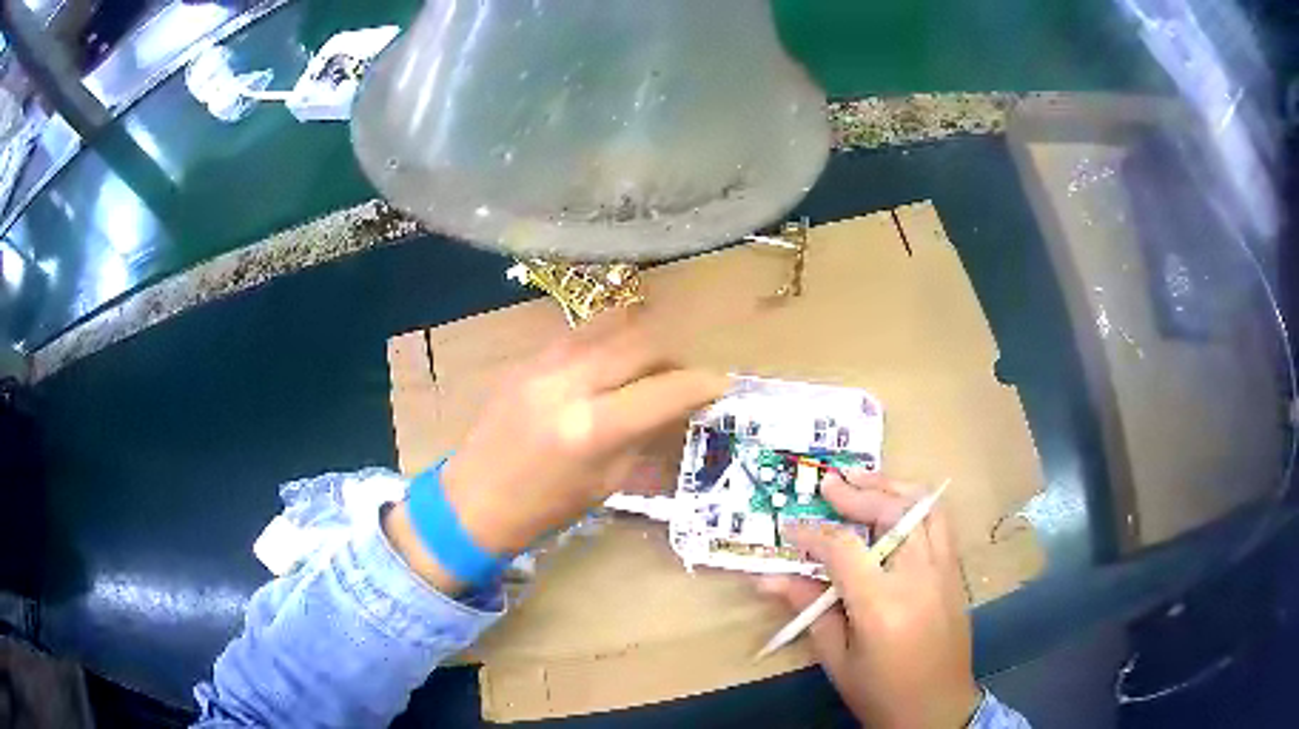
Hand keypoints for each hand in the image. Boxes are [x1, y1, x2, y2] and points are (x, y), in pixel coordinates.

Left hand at [439, 309, 727, 553]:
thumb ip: (645, 436)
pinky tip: (609, 364)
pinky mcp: (526, 359)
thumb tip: (678, 406)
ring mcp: (542, 364)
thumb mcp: (607, 483)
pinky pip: (579, 335)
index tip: (721, 384)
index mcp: (593, 428)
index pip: (664, 390)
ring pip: (609, 325)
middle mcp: (569, 384)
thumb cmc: (544, 509)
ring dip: (640, 340)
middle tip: (683, 376)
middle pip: (641, 343)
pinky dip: (606, 342)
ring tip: (648, 365)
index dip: (702, 383)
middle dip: (674, 356)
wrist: (473, 502)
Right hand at [758, 471, 980, 728]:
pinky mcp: (955, 572)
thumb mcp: (837, 660)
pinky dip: (916, 504)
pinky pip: (940, 522)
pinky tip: (897, 505)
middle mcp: (918, 577)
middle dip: (857, 493)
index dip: (812, 534)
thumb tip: (769, 579)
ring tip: (863, 480)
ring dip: (893, 486)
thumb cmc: (881, 693)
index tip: (789, 528)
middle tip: (829, 484)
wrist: (937, 710)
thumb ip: (809, 611)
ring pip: (924, 507)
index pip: (843, 549)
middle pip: (892, 512)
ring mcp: (944, 571)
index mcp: (882, 605)